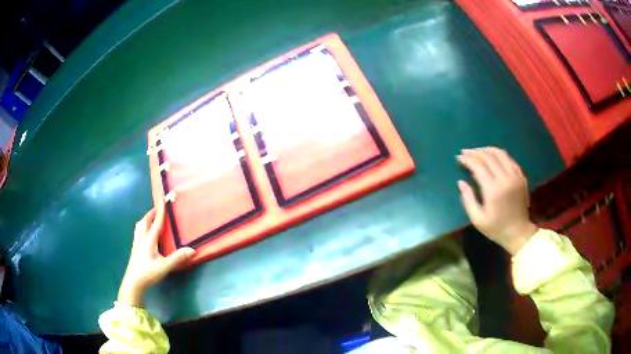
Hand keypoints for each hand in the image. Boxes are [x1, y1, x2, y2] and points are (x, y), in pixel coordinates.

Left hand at [117, 206, 195, 306]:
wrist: (133, 283)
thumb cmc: (148, 273)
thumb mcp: (165, 266)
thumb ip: (178, 258)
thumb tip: (192, 250)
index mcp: (149, 240)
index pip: (156, 222)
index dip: (161, 210)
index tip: (164, 199)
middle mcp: (141, 239)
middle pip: (145, 221)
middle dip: (152, 213)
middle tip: (159, 210)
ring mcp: (137, 244)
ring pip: (139, 226)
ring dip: (145, 220)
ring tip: (151, 220)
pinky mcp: (135, 250)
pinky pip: (138, 233)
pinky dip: (143, 228)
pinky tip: (146, 235)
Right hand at [457, 147, 538, 254]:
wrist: (518, 232)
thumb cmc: (496, 228)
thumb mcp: (477, 219)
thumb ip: (468, 199)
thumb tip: (460, 182)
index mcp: (493, 190)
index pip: (478, 166)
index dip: (468, 159)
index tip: (459, 158)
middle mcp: (505, 179)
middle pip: (488, 156)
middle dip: (475, 152)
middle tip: (465, 152)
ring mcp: (515, 176)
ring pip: (500, 153)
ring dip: (487, 150)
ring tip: (478, 151)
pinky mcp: (521, 176)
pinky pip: (509, 159)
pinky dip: (499, 155)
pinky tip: (493, 157)